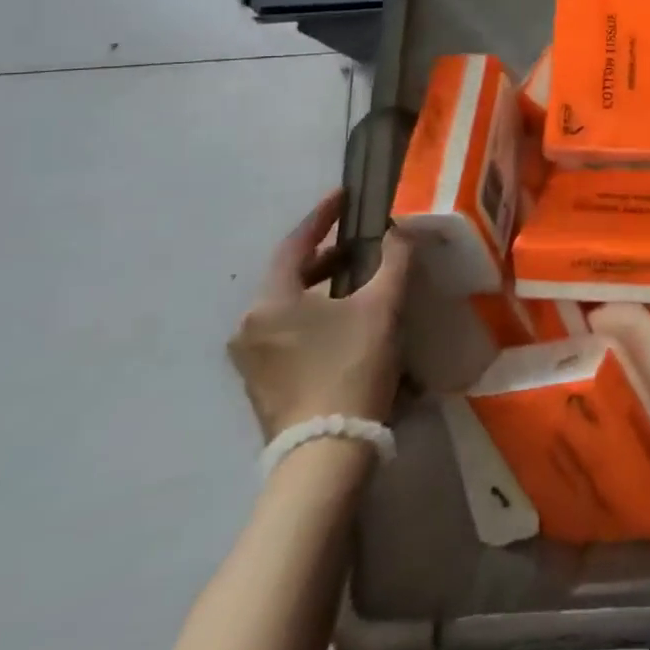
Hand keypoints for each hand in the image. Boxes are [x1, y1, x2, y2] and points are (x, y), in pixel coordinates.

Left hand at [227, 190, 412, 439]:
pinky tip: (345, 319)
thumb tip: (400, 230)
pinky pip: (287, 331)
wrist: (327, 453)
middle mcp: (249, 326)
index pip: (296, 244)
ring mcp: (250, 359)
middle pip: (289, 275)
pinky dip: (314, 314)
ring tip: (359, 278)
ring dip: (321, 286)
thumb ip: (394, 261)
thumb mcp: (382, 308)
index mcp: (270, 302)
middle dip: (326, 255)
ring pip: (288, 305)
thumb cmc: (352, 368)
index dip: (322, 216)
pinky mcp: (261, 383)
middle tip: (360, 241)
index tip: (344, 196)